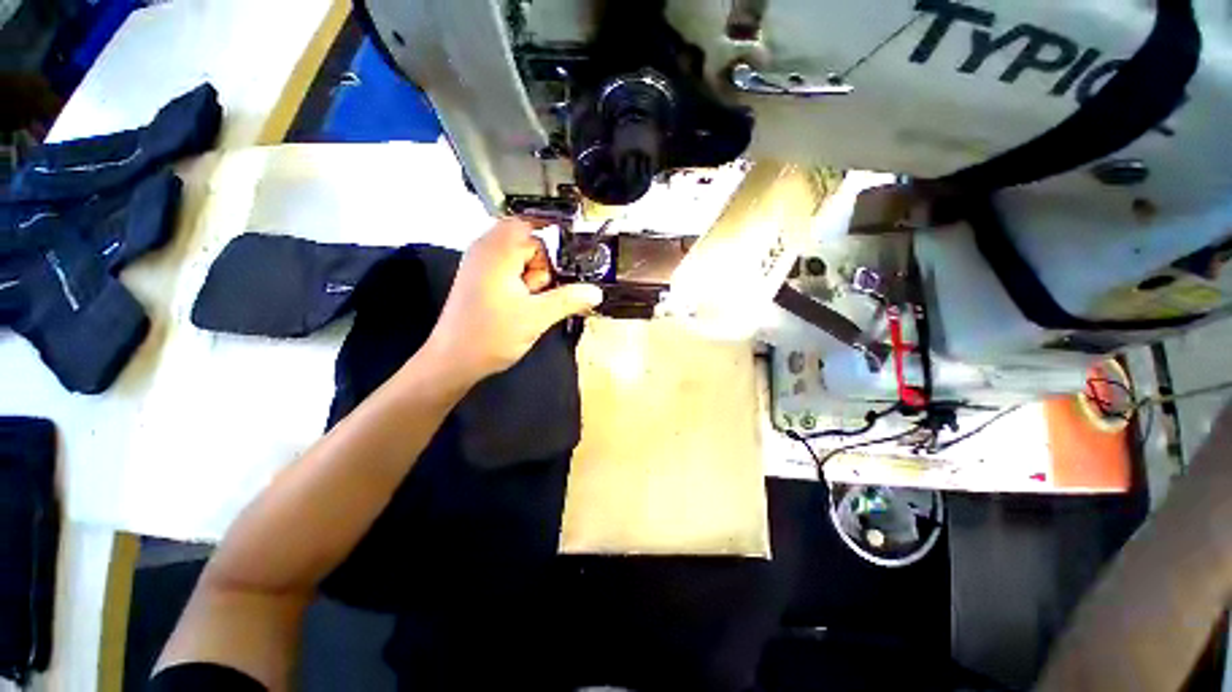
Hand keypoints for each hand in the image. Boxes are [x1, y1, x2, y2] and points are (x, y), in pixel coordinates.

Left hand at [422, 219, 602, 385]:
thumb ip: (569, 300)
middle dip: (542, 263)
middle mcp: (485, 250)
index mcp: (497, 252)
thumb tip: (595, 292)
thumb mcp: (537, 317)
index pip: (534, 228)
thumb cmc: (491, 336)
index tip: (566, 268)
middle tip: (542, 288)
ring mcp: (479, 264)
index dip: (553, 247)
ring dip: (532, 274)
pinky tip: (522, 301)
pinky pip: (507, 267)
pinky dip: (521, 280)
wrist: (454, 360)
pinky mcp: (478, 279)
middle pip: (526, 240)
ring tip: (529, 298)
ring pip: (518, 255)